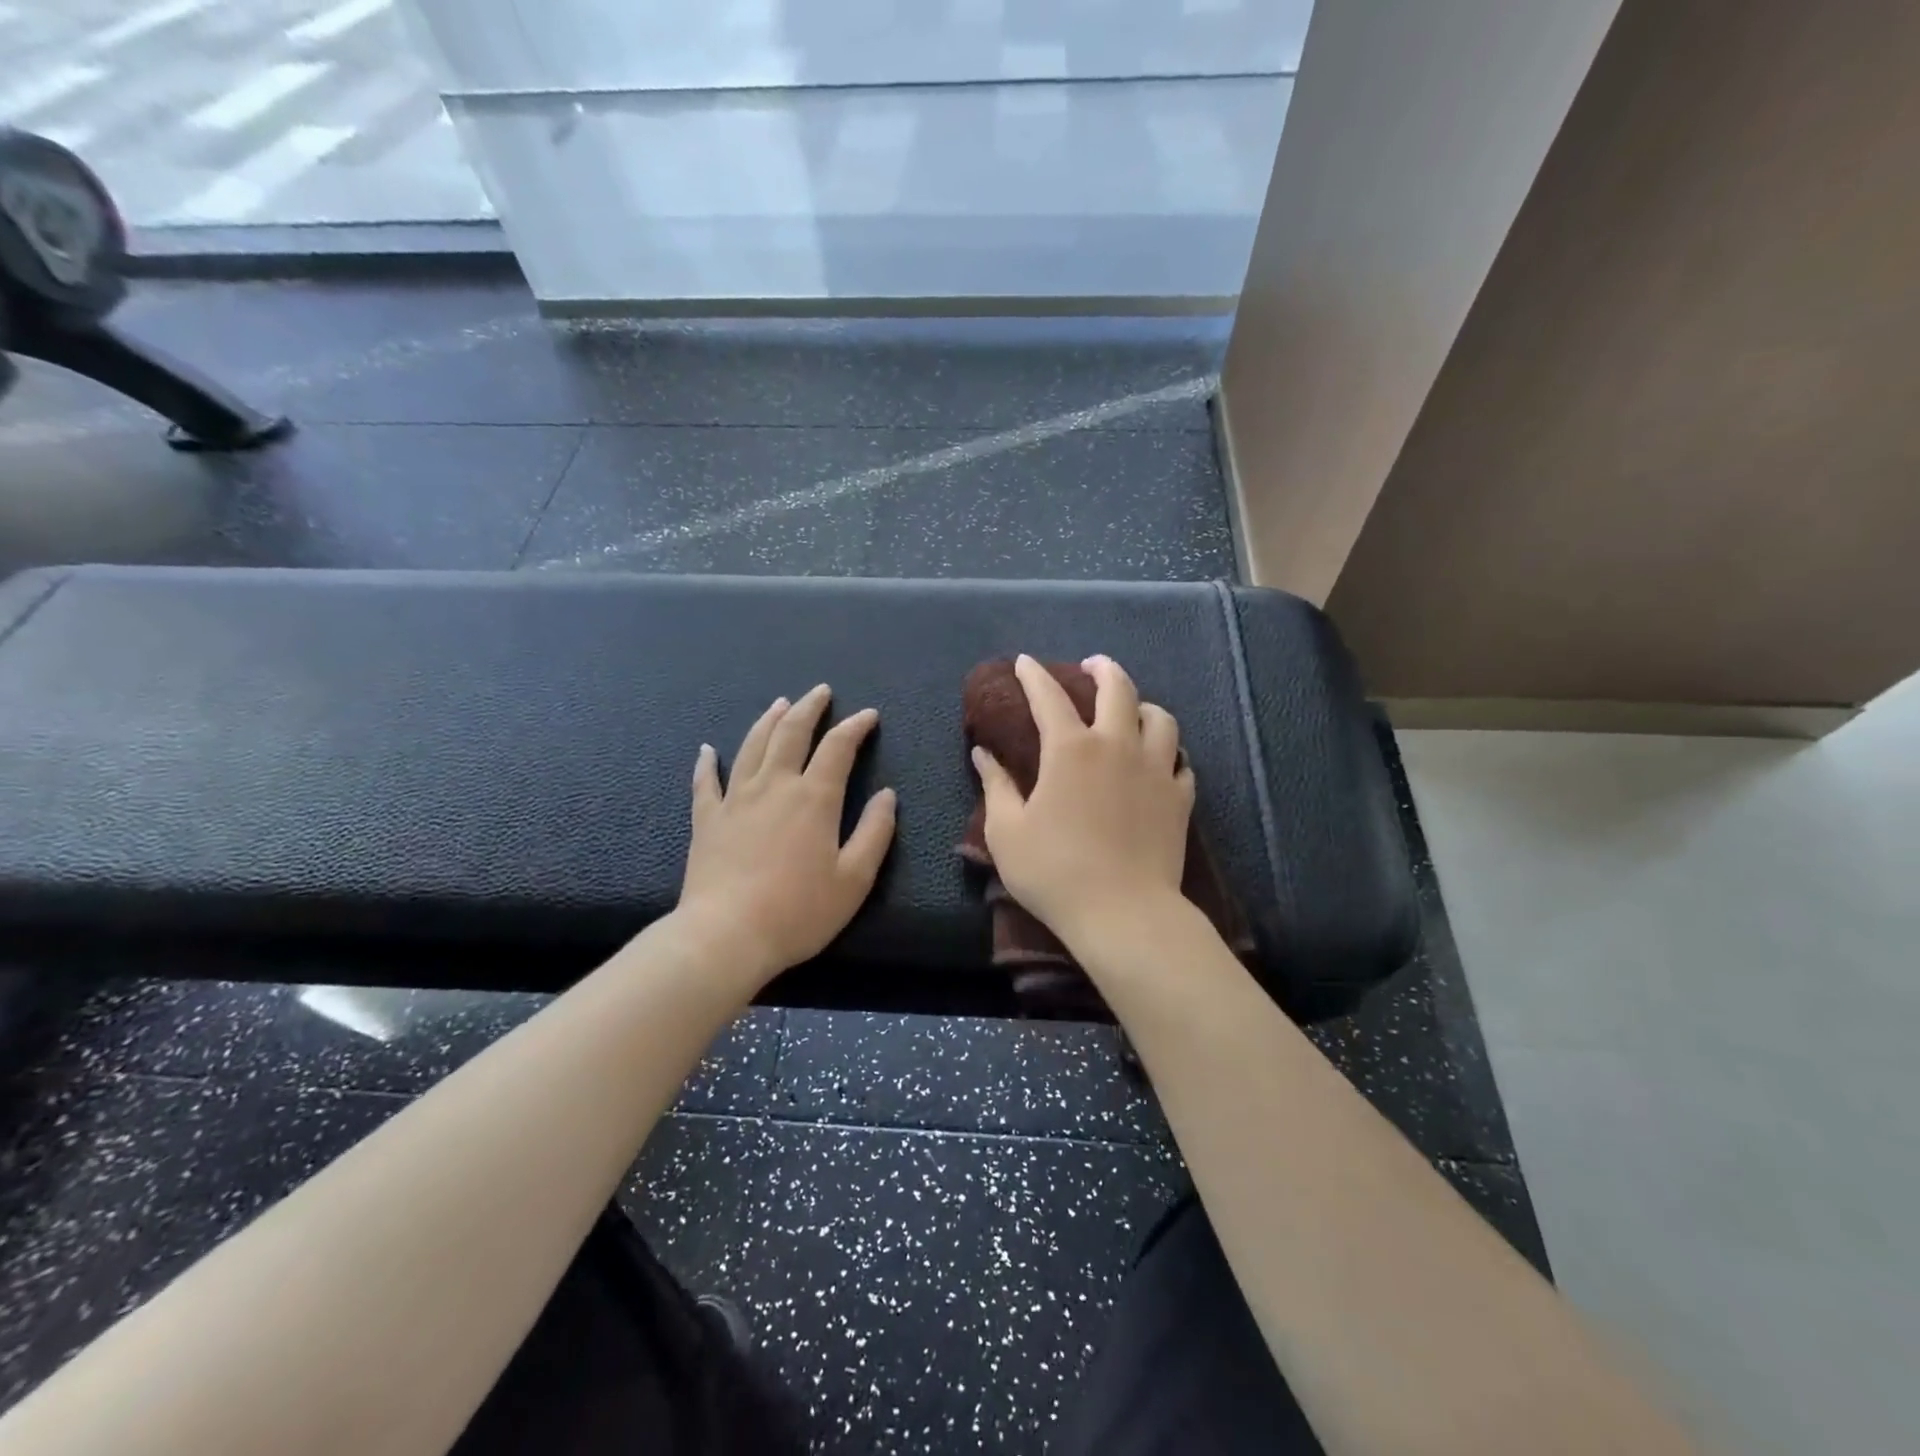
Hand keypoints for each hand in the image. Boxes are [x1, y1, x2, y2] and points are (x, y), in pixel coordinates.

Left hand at [676, 685, 896, 985]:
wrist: (727, 936)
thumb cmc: (798, 911)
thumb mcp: (854, 879)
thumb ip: (875, 832)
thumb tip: (887, 795)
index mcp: (814, 798)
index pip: (838, 747)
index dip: (855, 726)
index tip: (868, 715)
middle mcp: (774, 786)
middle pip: (791, 733)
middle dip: (809, 708)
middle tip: (820, 691)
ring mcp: (736, 799)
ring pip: (752, 746)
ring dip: (768, 721)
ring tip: (780, 704)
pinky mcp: (707, 820)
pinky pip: (706, 782)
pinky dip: (707, 763)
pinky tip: (707, 750)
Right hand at [972, 654, 1194, 954]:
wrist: (1122, 913)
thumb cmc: (1054, 871)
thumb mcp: (1007, 831)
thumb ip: (996, 786)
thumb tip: (983, 753)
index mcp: (1070, 749)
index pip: (1049, 696)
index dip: (1034, 675)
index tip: (1025, 662)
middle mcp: (1117, 745)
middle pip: (1118, 689)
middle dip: (1103, 669)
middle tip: (1092, 666)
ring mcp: (1155, 769)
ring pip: (1160, 718)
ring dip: (1143, 706)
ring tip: (1132, 711)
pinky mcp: (1180, 798)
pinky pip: (1180, 761)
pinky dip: (1168, 752)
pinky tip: (1159, 760)